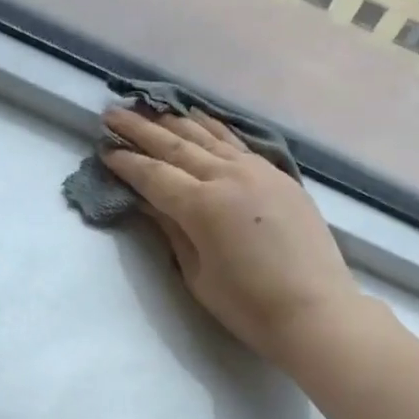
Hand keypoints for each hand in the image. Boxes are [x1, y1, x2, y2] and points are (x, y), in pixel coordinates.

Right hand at [102, 108, 362, 365]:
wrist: (315, 310)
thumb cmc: (248, 306)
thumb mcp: (198, 275)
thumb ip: (172, 231)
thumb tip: (149, 202)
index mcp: (202, 206)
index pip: (154, 176)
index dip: (126, 163)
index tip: (104, 150)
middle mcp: (227, 176)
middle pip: (176, 146)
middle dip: (141, 129)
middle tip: (113, 115)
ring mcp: (257, 170)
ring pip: (208, 136)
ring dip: (174, 121)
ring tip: (149, 108)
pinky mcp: (279, 175)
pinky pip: (236, 142)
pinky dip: (213, 128)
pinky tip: (199, 119)